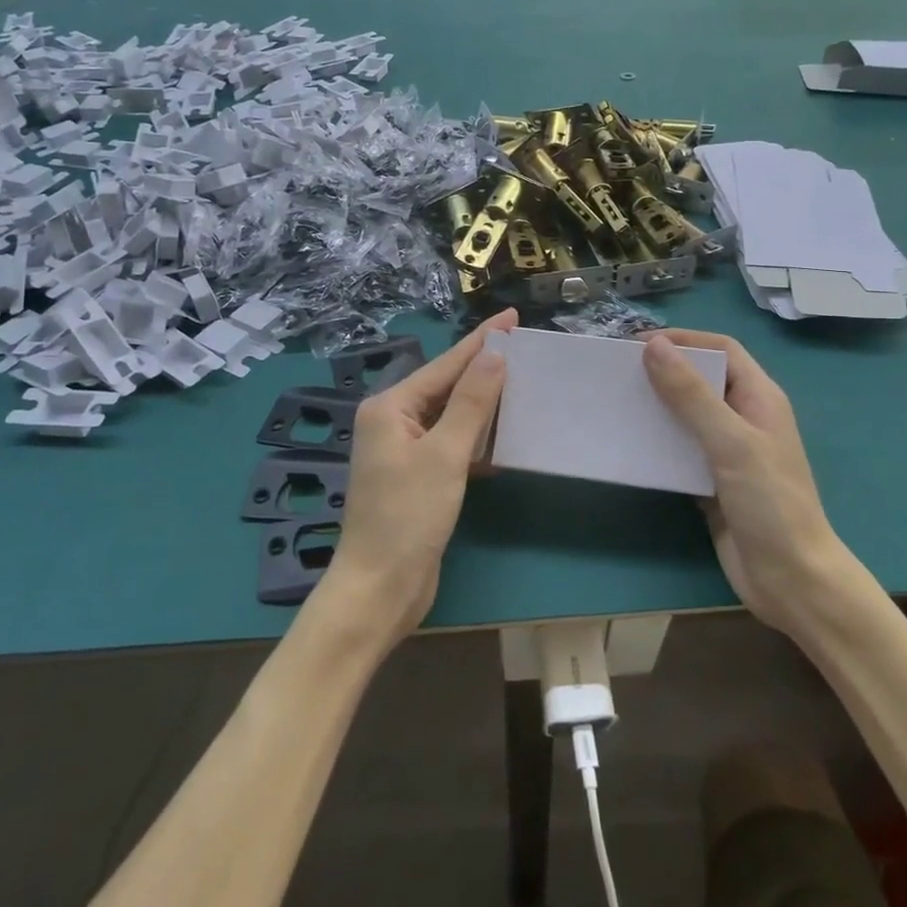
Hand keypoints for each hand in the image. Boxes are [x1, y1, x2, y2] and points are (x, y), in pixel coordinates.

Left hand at [321, 309, 517, 641]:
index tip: (511, 317)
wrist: (380, 589)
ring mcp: (403, 451)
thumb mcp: (445, 455)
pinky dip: (476, 439)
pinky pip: (452, 445)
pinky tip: (504, 439)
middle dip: (484, 370)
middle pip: (446, 387)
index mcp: (390, 408)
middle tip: (525, 350)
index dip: (481, 341)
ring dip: (484, 406)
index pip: (445, 365)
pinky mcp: (417, 478)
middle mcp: (393, 422)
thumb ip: (471, 402)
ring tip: (523, 386)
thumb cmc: (408, 517)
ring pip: (451, 416)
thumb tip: (494, 355)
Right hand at [642, 330, 849, 633]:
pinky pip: (679, 451)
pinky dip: (656, 444)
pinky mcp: (711, 482)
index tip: (637, 344)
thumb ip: (692, 395)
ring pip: (686, 416)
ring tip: (617, 403)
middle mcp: (744, 419)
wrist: (791, 580)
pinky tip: (629, 445)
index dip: (684, 340)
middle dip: (663, 371)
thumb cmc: (770, 503)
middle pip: (701, 380)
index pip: (722, 350)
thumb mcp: (731, 442)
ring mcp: (728, 452)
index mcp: (760, 398)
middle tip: (619, 373)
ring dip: (655, 407)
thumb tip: (654, 346)